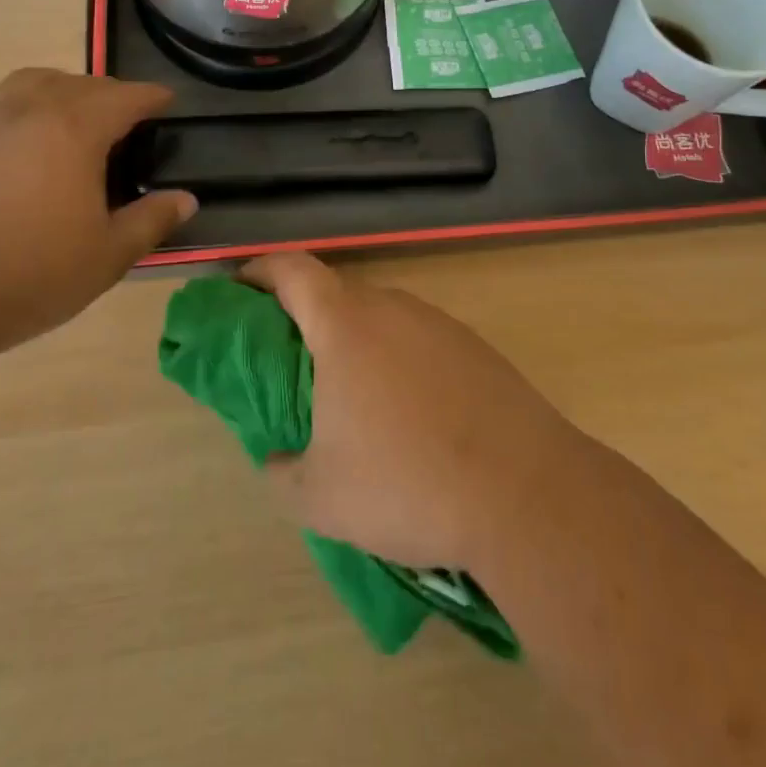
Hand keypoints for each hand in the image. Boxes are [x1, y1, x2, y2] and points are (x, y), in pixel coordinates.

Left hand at [0, 70, 195, 357]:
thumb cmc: (30, 273)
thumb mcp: (107, 255)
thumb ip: (151, 221)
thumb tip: (187, 199)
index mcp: (75, 129)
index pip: (125, 97)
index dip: (152, 96)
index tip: (169, 102)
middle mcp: (31, 109)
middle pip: (81, 83)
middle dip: (111, 94)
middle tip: (128, 119)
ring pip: (34, 80)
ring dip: (64, 89)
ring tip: (75, 115)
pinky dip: (23, 102)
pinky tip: (23, 131)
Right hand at [243, 253, 587, 571]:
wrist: (526, 492)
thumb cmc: (408, 483)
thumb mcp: (320, 496)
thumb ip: (280, 471)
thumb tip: (274, 458)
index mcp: (345, 324)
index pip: (291, 270)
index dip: (259, 272)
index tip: (239, 291)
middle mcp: (392, 307)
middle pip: (335, 293)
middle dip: (304, 318)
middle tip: (289, 363)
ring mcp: (439, 324)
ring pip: (380, 317)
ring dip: (354, 342)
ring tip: (348, 396)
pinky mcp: (475, 348)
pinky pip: (418, 340)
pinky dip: (396, 360)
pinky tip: (407, 414)